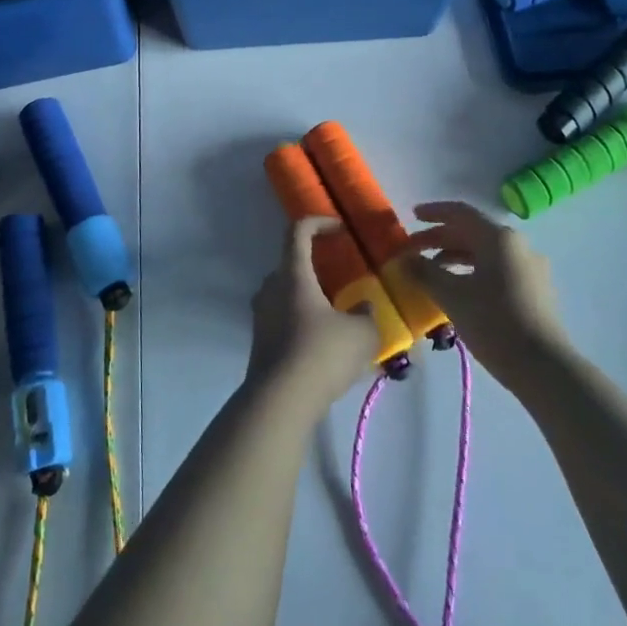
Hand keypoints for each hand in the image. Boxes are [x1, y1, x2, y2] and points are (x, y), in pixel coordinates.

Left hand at [245, 218, 378, 417]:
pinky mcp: (260, 341)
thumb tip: (364, 306)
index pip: (298, 231)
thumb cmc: (321, 354)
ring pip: (288, 294)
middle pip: (293, 264)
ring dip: (312, 299)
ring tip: (339, 317)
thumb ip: (366, 314)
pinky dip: (304, 322)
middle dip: (320, 269)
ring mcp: (261, 315)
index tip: (340, 229)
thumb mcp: (361, 333)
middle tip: (345, 282)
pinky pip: (284, 319)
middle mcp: (271, 287)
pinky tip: (326, 346)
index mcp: (293, 274)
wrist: (279, 402)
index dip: (319, 223)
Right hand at [400, 201, 570, 383]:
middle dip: (440, 238)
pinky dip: (472, 271)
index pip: (460, 213)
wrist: (545, 368)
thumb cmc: (494, 323)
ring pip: (485, 252)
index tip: (412, 216)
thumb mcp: (452, 296)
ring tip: (431, 270)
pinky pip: (497, 269)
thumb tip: (403, 259)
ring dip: (455, 256)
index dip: (434, 212)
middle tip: (412, 248)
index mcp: (498, 238)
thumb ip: (424, 272)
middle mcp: (517, 245)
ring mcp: (530, 268)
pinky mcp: (535, 290)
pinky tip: (458, 290)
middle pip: (472, 232)